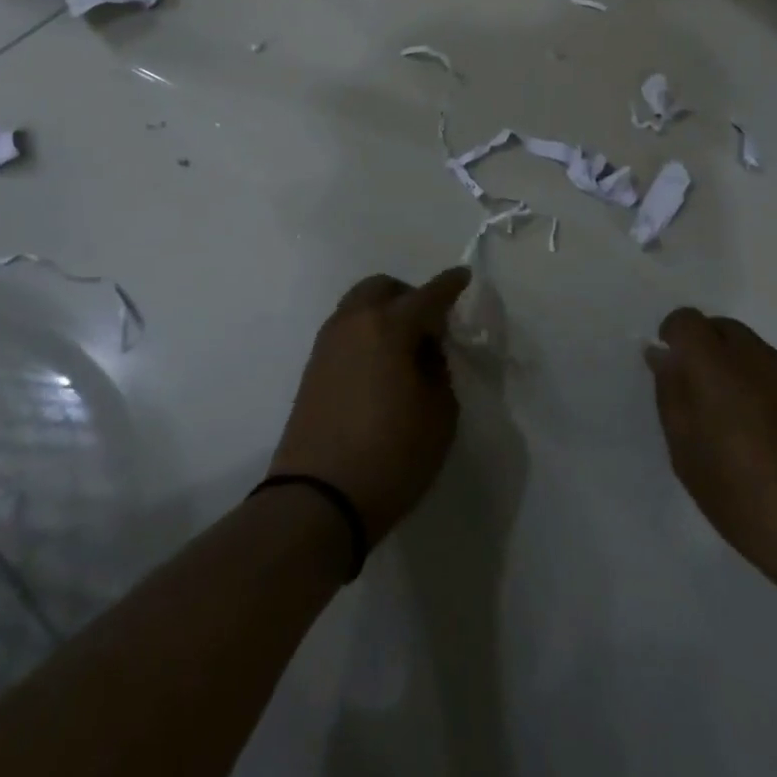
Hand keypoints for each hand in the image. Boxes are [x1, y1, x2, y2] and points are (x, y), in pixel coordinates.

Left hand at [270, 268, 471, 543]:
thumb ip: (438, 371)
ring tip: (404, 350)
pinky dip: (366, 333)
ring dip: (384, 313)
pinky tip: (380, 367)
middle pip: (383, 288)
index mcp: (389, 326)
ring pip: (359, 306)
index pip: (428, 295)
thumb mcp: (439, 414)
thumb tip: (425, 353)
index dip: (450, 285)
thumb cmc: (391, 455)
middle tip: (430, 326)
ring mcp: (328, 344)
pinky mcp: (312, 369)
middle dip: (409, 296)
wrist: (316, 500)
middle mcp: (354, 323)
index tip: (463, 277)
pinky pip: (346, 331)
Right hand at [647, 309, 776, 585]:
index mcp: (718, 366)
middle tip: (694, 394)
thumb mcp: (687, 454)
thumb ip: (672, 396)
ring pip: (750, 348)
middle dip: (702, 347)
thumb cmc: (744, 497)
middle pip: (722, 327)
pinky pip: (773, 372)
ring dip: (731, 366)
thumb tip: (662, 356)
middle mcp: (756, 357)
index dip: (673, 336)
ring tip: (727, 419)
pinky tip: (760, 433)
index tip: (668, 368)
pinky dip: (757, 385)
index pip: (688, 320)